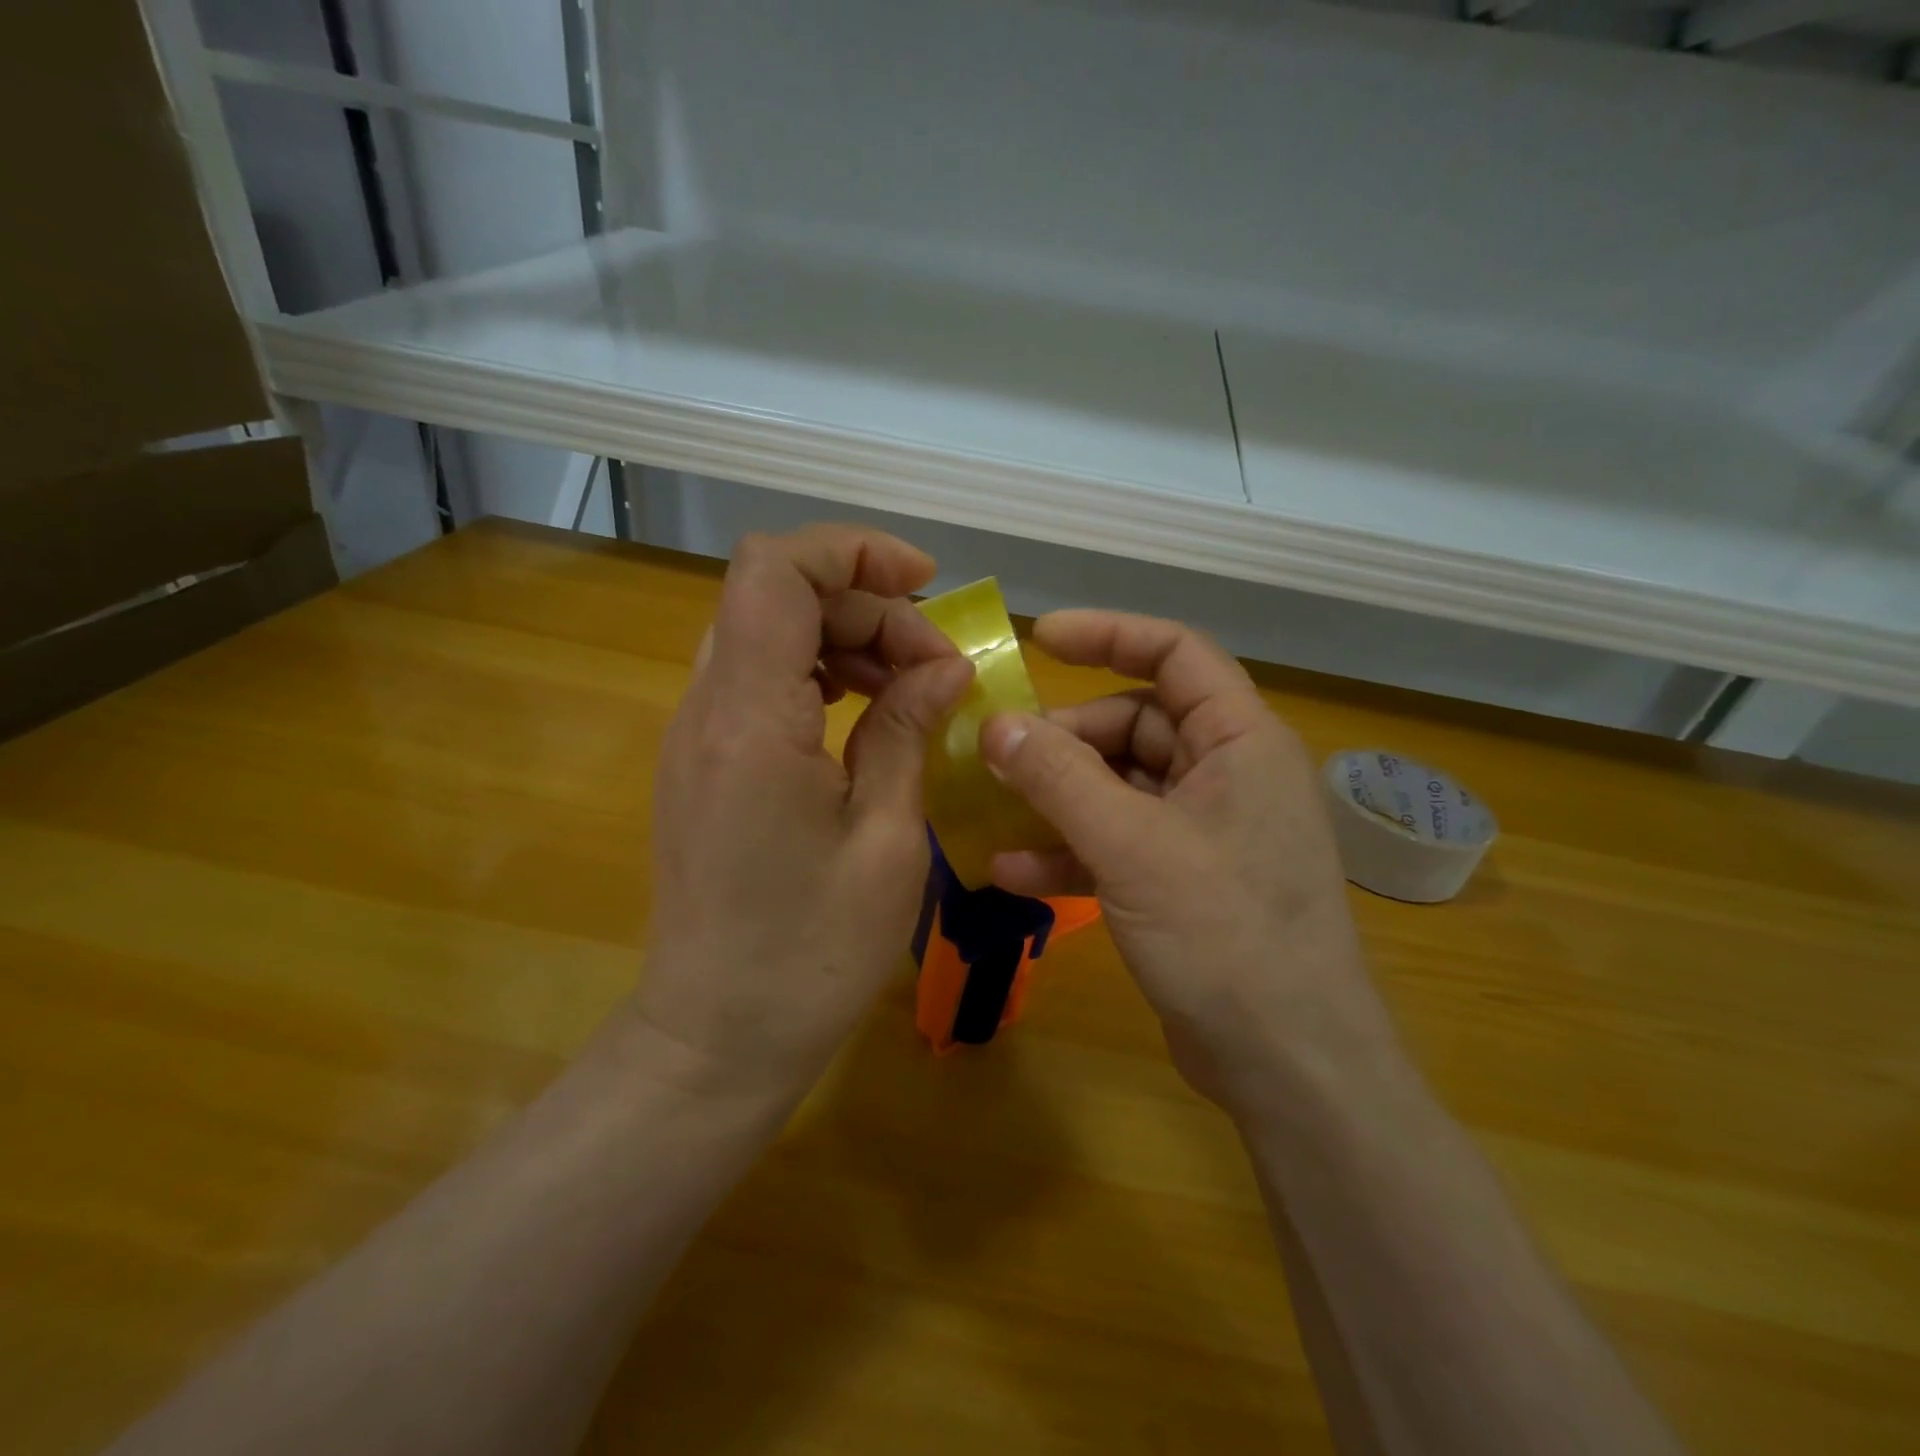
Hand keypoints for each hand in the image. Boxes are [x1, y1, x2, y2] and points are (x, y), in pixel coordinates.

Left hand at [635, 526, 973, 1106]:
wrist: (714, 1037)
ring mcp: (696, 735)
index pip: (775, 571)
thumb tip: (942, 667)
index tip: (925, 587)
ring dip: (846, 640)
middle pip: (778, 596)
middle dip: (868, 607)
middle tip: (938, 667)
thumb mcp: (885, 839)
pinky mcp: (703, 763)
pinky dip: (819, 676)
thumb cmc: (810, 953)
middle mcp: (707, 709)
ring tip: (913, 690)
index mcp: (750, 720)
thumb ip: (906, 731)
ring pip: (769, 634)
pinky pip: (760, 682)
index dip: (852, 551)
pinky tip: (868, 720)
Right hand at [978, 611, 1401, 1121]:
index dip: (1110, 635)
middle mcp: (1226, 774)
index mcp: (1240, 741)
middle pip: (1134, 725)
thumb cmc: (1225, 935)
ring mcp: (1203, 831)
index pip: (1176, 654)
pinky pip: (1116, 842)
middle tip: (998, 755)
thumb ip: (1059, 779)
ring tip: (991, 805)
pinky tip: (1010, 869)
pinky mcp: (1181, 881)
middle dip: (1064, 739)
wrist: (1287, 1065)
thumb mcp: (1132, 846)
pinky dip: (1067, 849)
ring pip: (1118, 787)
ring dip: (1056, 796)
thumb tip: (995, 724)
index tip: (1040, 639)